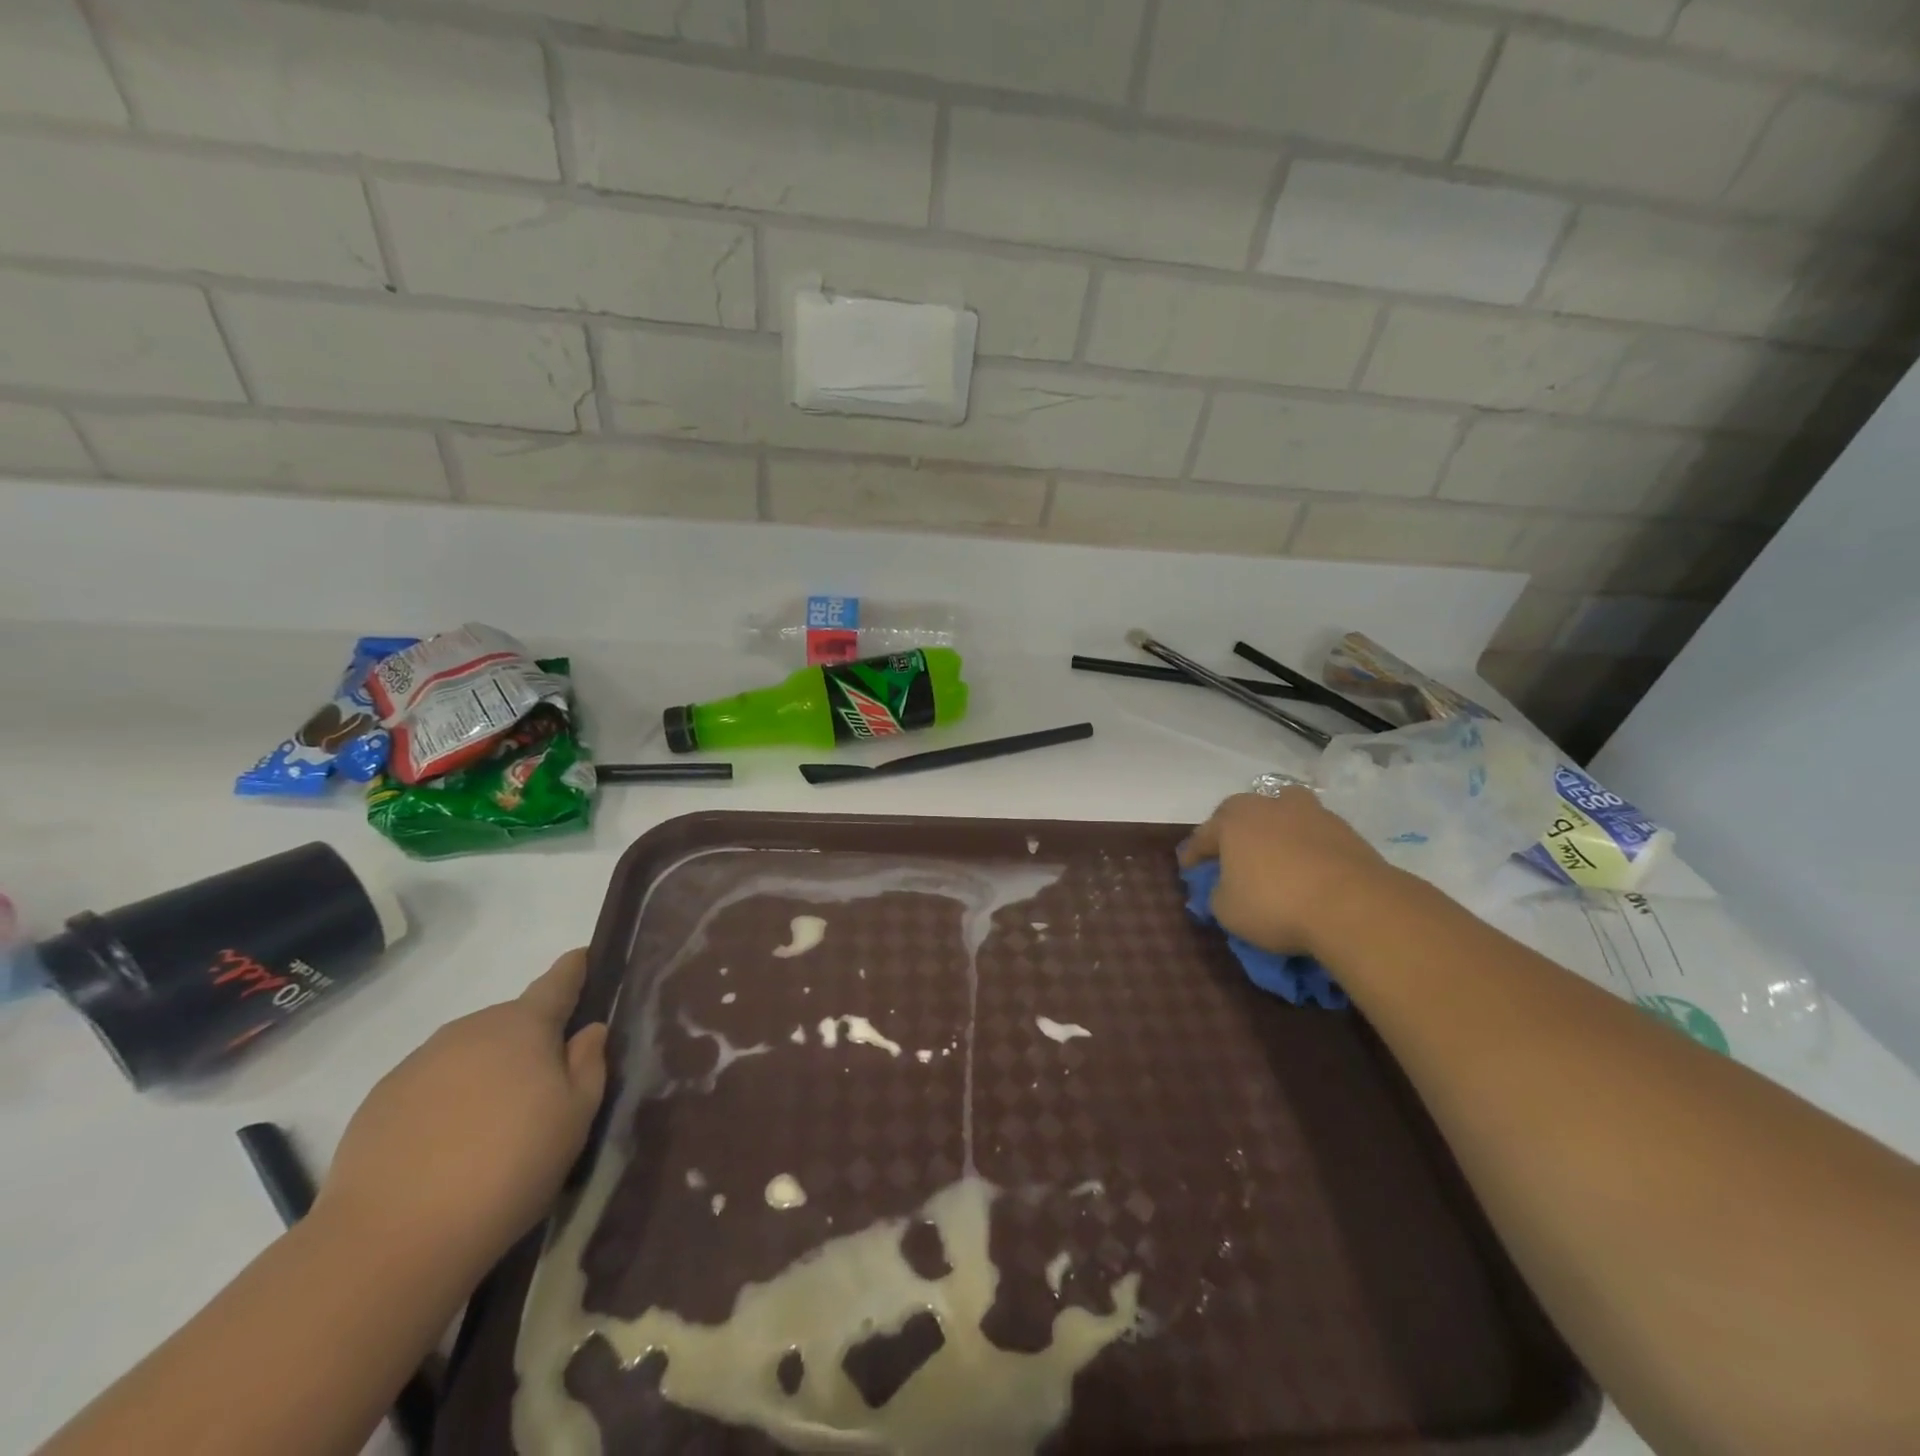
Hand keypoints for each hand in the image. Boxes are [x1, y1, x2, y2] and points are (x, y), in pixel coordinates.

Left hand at [315, 951, 608, 1273]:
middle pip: (511, 1021)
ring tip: (495, 1123)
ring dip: (488, 1070)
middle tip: (545, 1084)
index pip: (556, 983)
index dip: (574, 968)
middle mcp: (470, 1030)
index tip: (582, 956)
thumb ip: (588, 1065)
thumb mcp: (575, 1118)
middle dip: (531, 1039)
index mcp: (523, 1026)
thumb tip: (589, 1030)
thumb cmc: (509, 1167)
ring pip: (469, 1053)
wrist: (391, 1240)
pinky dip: (448, 1100)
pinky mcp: (379, 1101)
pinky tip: (449, 1145)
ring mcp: (418, 1063)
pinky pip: (431, 1084)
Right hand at [1179, 789, 1397, 958]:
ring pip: (1282, 816)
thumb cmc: (1275, 904)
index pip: (1203, 836)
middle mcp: (1269, 805)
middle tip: (1230, 858)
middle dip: (1233, 833)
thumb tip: (1223, 888)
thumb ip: (1216, 894)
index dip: (1193, 856)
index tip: (1190, 873)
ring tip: (1274, 858)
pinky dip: (1305, 848)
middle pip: (1242, 814)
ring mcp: (1311, 813)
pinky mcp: (1345, 830)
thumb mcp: (1227, 911)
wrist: (1354, 906)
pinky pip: (1313, 835)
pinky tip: (1307, 871)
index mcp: (1233, 820)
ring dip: (1274, 833)